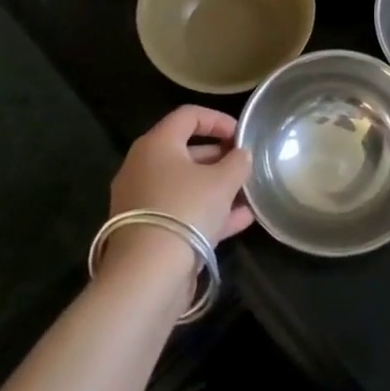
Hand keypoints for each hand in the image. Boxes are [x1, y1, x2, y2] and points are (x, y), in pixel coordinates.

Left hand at [103, 106, 253, 278]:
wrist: (147, 275)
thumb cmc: (186, 210)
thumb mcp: (222, 182)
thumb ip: (237, 162)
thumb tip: (242, 154)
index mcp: (157, 145)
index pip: (188, 115)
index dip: (218, 120)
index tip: (242, 135)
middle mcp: (143, 167)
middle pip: (186, 151)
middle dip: (220, 157)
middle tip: (245, 165)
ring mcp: (141, 201)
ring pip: (185, 185)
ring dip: (217, 187)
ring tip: (248, 194)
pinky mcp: (146, 230)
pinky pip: (181, 211)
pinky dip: (208, 211)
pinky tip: (241, 220)